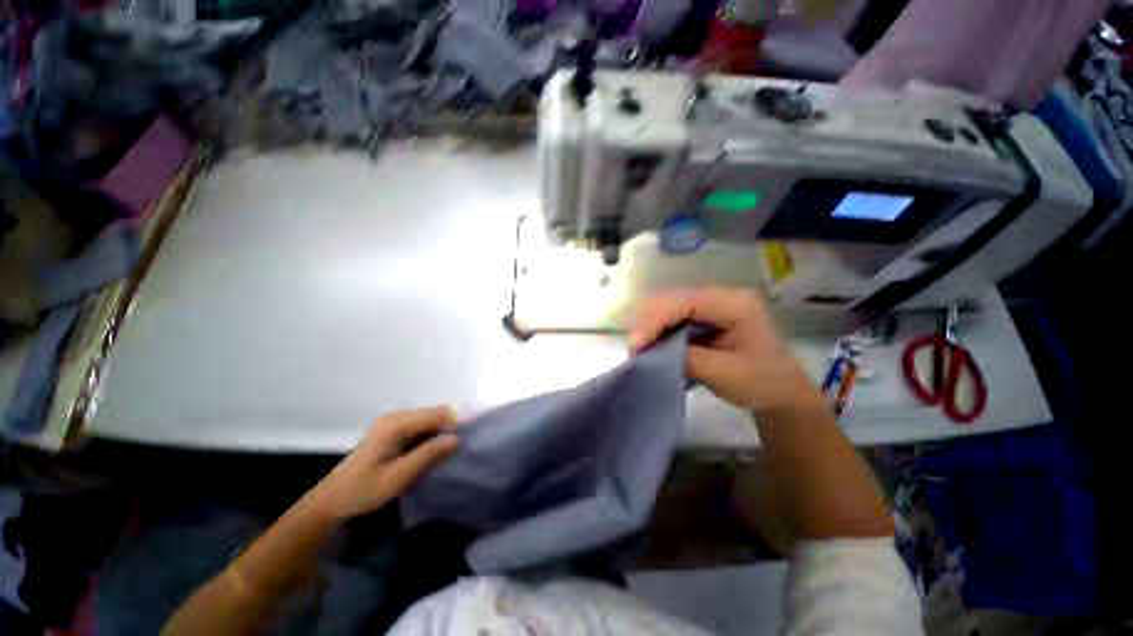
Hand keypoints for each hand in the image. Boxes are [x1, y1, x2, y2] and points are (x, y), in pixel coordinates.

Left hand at [307, 407, 459, 520]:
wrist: (330, 503)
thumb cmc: (362, 491)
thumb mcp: (398, 476)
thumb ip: (428, 454)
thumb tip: (456, 438)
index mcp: (395, 424)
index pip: (435, 414)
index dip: (454, 422)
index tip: (468, 437)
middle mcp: (394, 417)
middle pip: (432, 414)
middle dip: (448, 426)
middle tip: (461, 446)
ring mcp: (391, 423)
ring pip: (426, 420)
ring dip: (440, 431)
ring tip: (451, 449)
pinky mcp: (390, 431)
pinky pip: (418, 426)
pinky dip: (429, 435)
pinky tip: (433, 450)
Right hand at [629, 287, 816, 412]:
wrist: (780, 393)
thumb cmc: (762, 383)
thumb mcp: (725, 373)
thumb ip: (687, 358)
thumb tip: (651, 352)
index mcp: (736, 304)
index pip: (687, 302)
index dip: (656, 319)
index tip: (635, 343)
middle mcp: (722, 297)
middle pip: (674, 300)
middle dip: (649, 322)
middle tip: (632, 348)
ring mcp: (712, 306)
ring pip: (670, 308)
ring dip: (651, 327)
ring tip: (638, 349)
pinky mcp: (704, 318)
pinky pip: (674, 319)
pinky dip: (659, 332)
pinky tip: (650, 346)